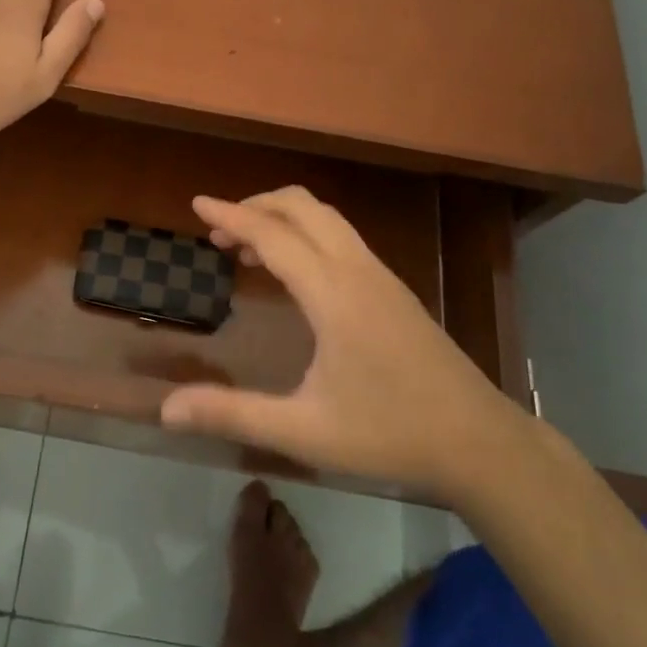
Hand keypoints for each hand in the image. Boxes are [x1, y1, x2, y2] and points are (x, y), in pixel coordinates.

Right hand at [160, 187, 530, 504]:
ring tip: (247, 248)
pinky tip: (294, 272)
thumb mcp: (304, 431)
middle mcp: (357, 271)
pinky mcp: (394, 289)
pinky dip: (306, 233)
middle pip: (303, 207)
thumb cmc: (389, 434)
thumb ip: (233, 414)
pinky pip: (341, 237)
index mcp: (333, 294)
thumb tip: (166, 410)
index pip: (273, 235)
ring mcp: (381, 276)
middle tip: (219, 230)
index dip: (231, 215)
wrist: (480, 443)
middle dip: (257, 205)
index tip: (197, 203)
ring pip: (326, 218)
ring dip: (283, 218)